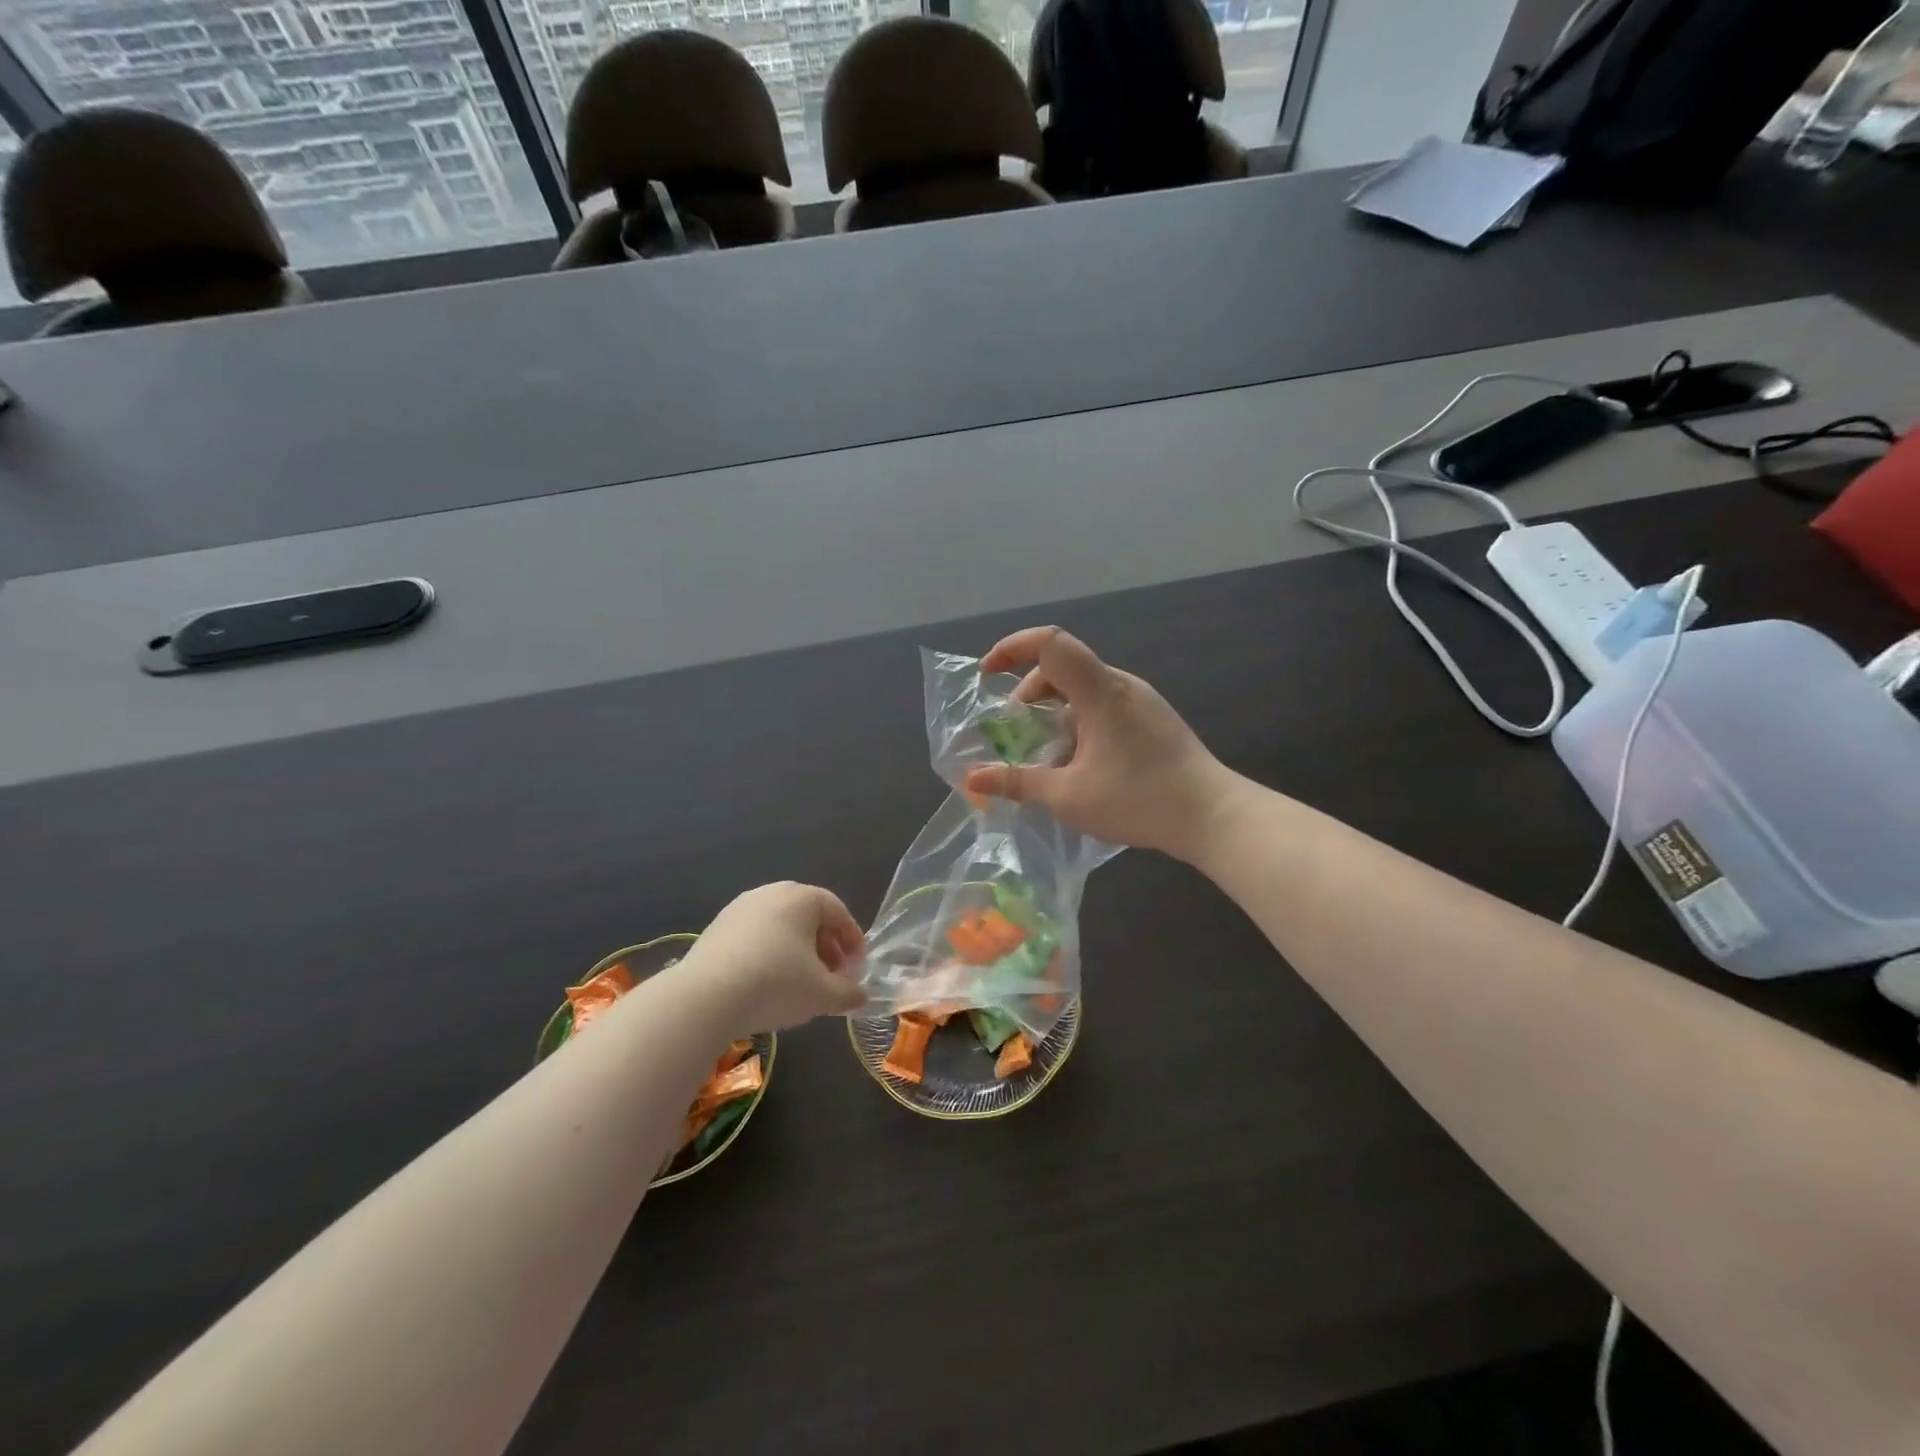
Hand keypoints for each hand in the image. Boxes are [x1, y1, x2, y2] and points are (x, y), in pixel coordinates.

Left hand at [682, 882, 867, 1032]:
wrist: (704, 997)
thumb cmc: (776, 984)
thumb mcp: (822, 995)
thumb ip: (848, 993)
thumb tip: (862, 996)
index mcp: (803, 898)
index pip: (838, 912)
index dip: (853, 940)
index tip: (857, 966)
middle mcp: (772, 893)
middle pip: (809, 916)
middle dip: (826, 946)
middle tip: (832, 975)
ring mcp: (741, 907)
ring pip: (781, 925)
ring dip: (797, 950)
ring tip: (800, 982)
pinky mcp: (717, 926)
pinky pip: (755, 935)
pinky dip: (770, 952)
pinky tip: (766, 982)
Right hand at [964, 627, 1235, 860]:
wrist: (1213, 815)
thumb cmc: (1139, 801)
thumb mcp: (1068, 797)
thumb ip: (1017, 782)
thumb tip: (972, 778)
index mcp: (1099, 691)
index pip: (1050, 642)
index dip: (1011, 648)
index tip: (988, 675)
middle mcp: (1120, 684)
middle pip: (1062, 666)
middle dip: (1028, 693)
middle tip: (1016, 733)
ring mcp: (1140, 699)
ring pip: (1083, 686)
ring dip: (1053, 709)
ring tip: (1046, 752)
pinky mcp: (1152, 717)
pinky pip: (1102, 702)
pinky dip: (1077, 718)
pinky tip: (1079, 760)